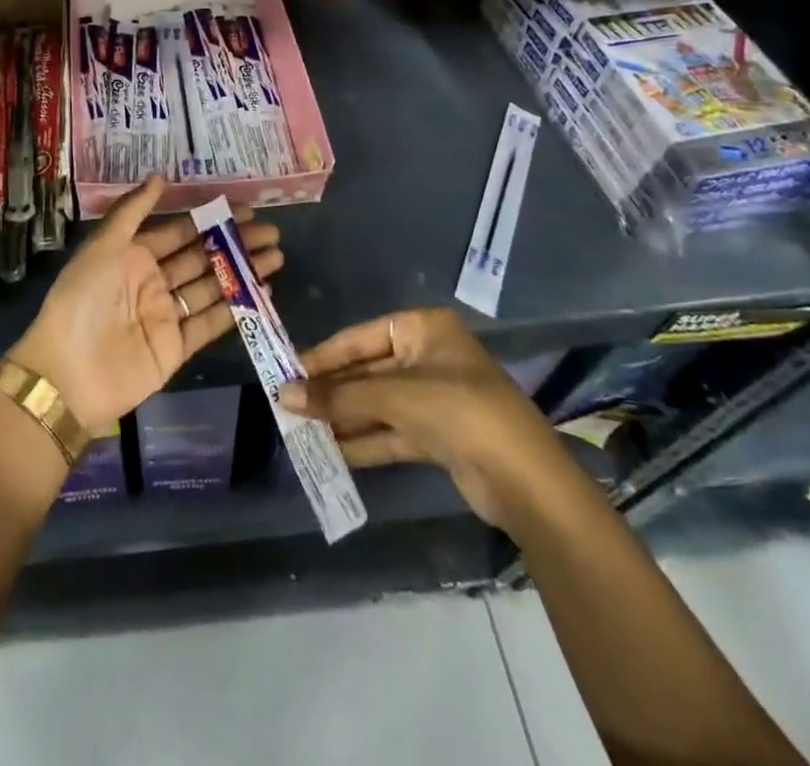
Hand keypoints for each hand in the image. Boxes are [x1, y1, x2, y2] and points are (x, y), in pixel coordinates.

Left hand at [10, 176, 283, 432]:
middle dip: (236, 244)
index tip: (246, 209)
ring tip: (277, 257)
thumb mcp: (102, 246)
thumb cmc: (83, 299)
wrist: (68, 373)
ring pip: (212, 287)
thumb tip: (159, 177)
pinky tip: (263, 294)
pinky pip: (211, 323)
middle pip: (202, 258)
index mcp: (133, 255)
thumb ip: (132, 211)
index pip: (180, 232)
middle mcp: (153, 282)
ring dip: (243, 272)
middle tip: (272, 233)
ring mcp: (166, 315)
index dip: (212, 220)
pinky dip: (237, 309)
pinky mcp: (176, 348)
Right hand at [277, 307, 569, 526]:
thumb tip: (283, 395)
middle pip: (368, 372)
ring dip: (344, 418)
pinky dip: (364, 440)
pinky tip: (331, 451)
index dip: (324, 357)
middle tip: (289, 406)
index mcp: (423, 329)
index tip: (287, 373)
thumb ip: (338, 397)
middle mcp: (428, 357)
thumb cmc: (459, 411)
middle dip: (332, 392)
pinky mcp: (439, 435)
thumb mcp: (394, 398)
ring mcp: (435, 398)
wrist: (526, 481)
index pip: (360, 338)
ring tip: (301, 430)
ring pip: (378, 404)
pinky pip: (392, 431)